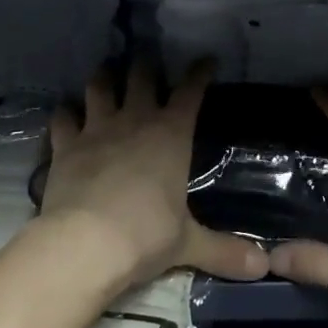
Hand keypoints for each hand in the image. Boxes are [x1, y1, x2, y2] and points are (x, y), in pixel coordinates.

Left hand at [39, 59, 268, 289]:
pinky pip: (62, 118)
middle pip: (142, 75)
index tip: (206, 60)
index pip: (191, 90)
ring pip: (99, 85)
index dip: (200, 72)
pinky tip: (66, 114)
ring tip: (106, 72)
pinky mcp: (66, 145)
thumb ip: (224, 250)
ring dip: (103, 77)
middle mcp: (136, 119)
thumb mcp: (189, 243)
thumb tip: (264, 268)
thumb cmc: (146, 235)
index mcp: (172, 133)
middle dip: (146, 64)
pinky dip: (64, 114)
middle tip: (147, 60)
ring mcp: (97, 128)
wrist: (86, 244)